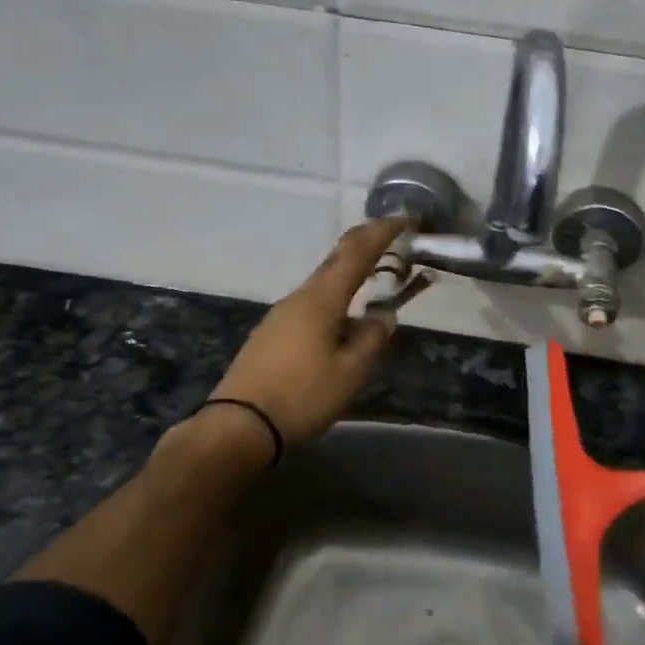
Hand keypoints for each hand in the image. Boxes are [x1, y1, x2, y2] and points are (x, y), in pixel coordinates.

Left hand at [211, 217, 410, 448]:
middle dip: (366, 244)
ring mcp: (282, 314)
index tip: (406, 219)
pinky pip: (312, 303)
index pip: (357, 253)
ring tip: (374, 279)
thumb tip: (382, 317)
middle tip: (393, 238)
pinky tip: (342, 318)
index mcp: (322, 299)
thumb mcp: (350, 372)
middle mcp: (300, 297)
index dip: (383, 232)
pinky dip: (335, 297)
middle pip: (336, 260)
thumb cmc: (301, 396)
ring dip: (350, 273)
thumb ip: (372, 339)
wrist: (238, 425)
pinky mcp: (272, 333)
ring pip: (323, 283)